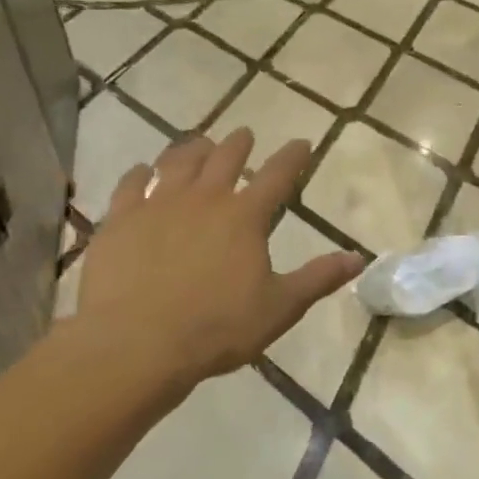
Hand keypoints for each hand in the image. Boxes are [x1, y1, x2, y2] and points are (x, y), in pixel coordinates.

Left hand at [69, 129, 361, 399]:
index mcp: (244, 217)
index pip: (277, 176)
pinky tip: (142, 171)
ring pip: (177, 162)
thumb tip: (359, 257)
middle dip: (239, 143)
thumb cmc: (216, 328)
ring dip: (192, 149)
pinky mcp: (120, 220)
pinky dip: (139, 173)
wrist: (135, 344)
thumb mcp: (280, 307)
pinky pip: (130, 185)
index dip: (293, 157)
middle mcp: (203, 199)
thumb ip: (318, 278)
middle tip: (245, 134)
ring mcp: (157, 205)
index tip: (302, 142)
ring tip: (199, 143)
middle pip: (225, 158)